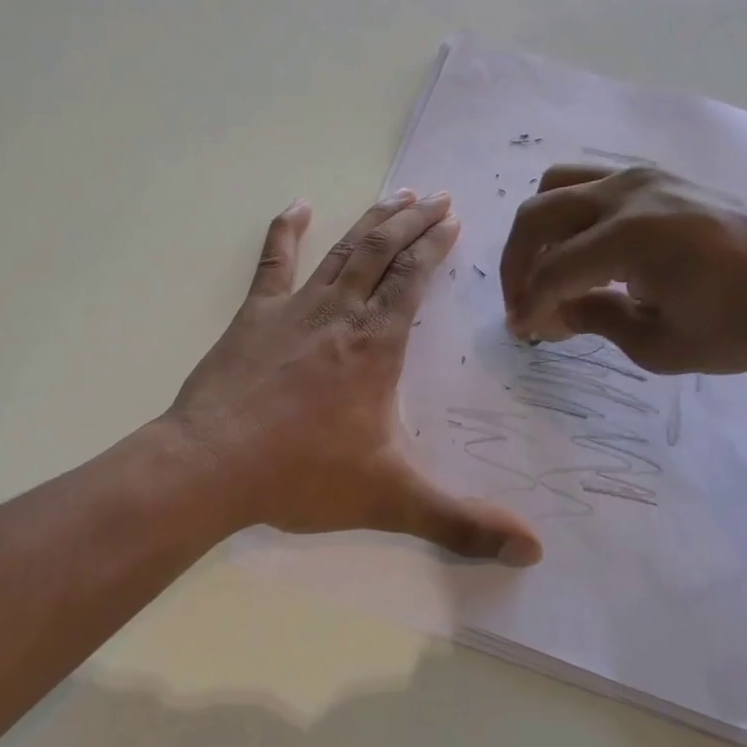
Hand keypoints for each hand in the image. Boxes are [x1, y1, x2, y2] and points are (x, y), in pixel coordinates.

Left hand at [168, 191, 542, 563]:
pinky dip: (287, 231)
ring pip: (342, 252)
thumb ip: (462, 524)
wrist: (212, 466)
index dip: (435, 247)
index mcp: (376, 345)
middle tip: (434, 196)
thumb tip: (534, 551)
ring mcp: (294, 309)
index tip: (453, 219)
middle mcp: (340, 314)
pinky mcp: (254, 316)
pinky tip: (299, 206)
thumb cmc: (302, 475)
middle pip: (382, 253)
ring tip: (395, 195)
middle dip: (412, 221)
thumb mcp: (392, 500)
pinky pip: (274, 263)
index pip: (413, 279)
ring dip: (371, 222)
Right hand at [499, 164, 746, 374]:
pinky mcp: (664, 176)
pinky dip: (572, 209)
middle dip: (518, 262)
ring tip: (549, 266)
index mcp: (629, 238)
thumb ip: (598, 321)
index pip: (551, 270)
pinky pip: (593, 179)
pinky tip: (588, 245)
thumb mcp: (664, 346)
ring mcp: (646, 177)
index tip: (523, 333)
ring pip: (559, 183)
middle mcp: (628, 194)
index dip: (529, 305)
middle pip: (539, 214)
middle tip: (524, 302)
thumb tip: (558, 311)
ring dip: (540, 227)